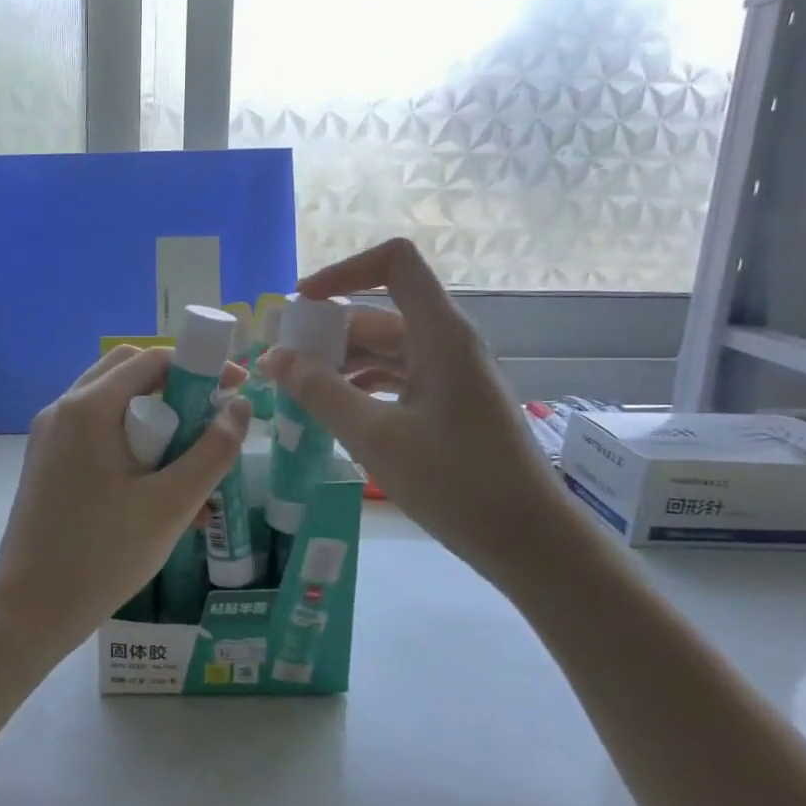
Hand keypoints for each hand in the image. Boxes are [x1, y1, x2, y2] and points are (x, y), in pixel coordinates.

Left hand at [0, 346, 250, 663]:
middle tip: (208, 422)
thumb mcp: (171, 505)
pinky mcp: (46, 461)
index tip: (236, 389)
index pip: (152, 359)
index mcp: (88, 408)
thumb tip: (241, 408)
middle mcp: (63, 409)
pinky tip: (155, 487)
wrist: (28, 610)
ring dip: (152, 417)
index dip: (200, 366)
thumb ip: (213, 452)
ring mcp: (49, 435)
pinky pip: (94, 432)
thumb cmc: (103, 555)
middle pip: (127, 373)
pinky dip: (128, 441)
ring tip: (187, 462)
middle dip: (174, 387)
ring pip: (110, 403)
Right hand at [259, 238, 582, 583]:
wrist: (531, 542)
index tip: (302, 303)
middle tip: (281, 361)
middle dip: (327, 330)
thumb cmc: (457, 483)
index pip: (395, 263)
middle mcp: (448, 343)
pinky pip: (398, 377)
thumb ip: (320, 392)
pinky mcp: (451, 404)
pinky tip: (334, 412)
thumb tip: (274, 356)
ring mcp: (452, 375)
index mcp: (440, 334)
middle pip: (380, 311)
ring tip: (297, 390)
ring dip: (341, 362)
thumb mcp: (376, 437)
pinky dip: (362, 386)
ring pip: (386, 348)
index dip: (345, 270)